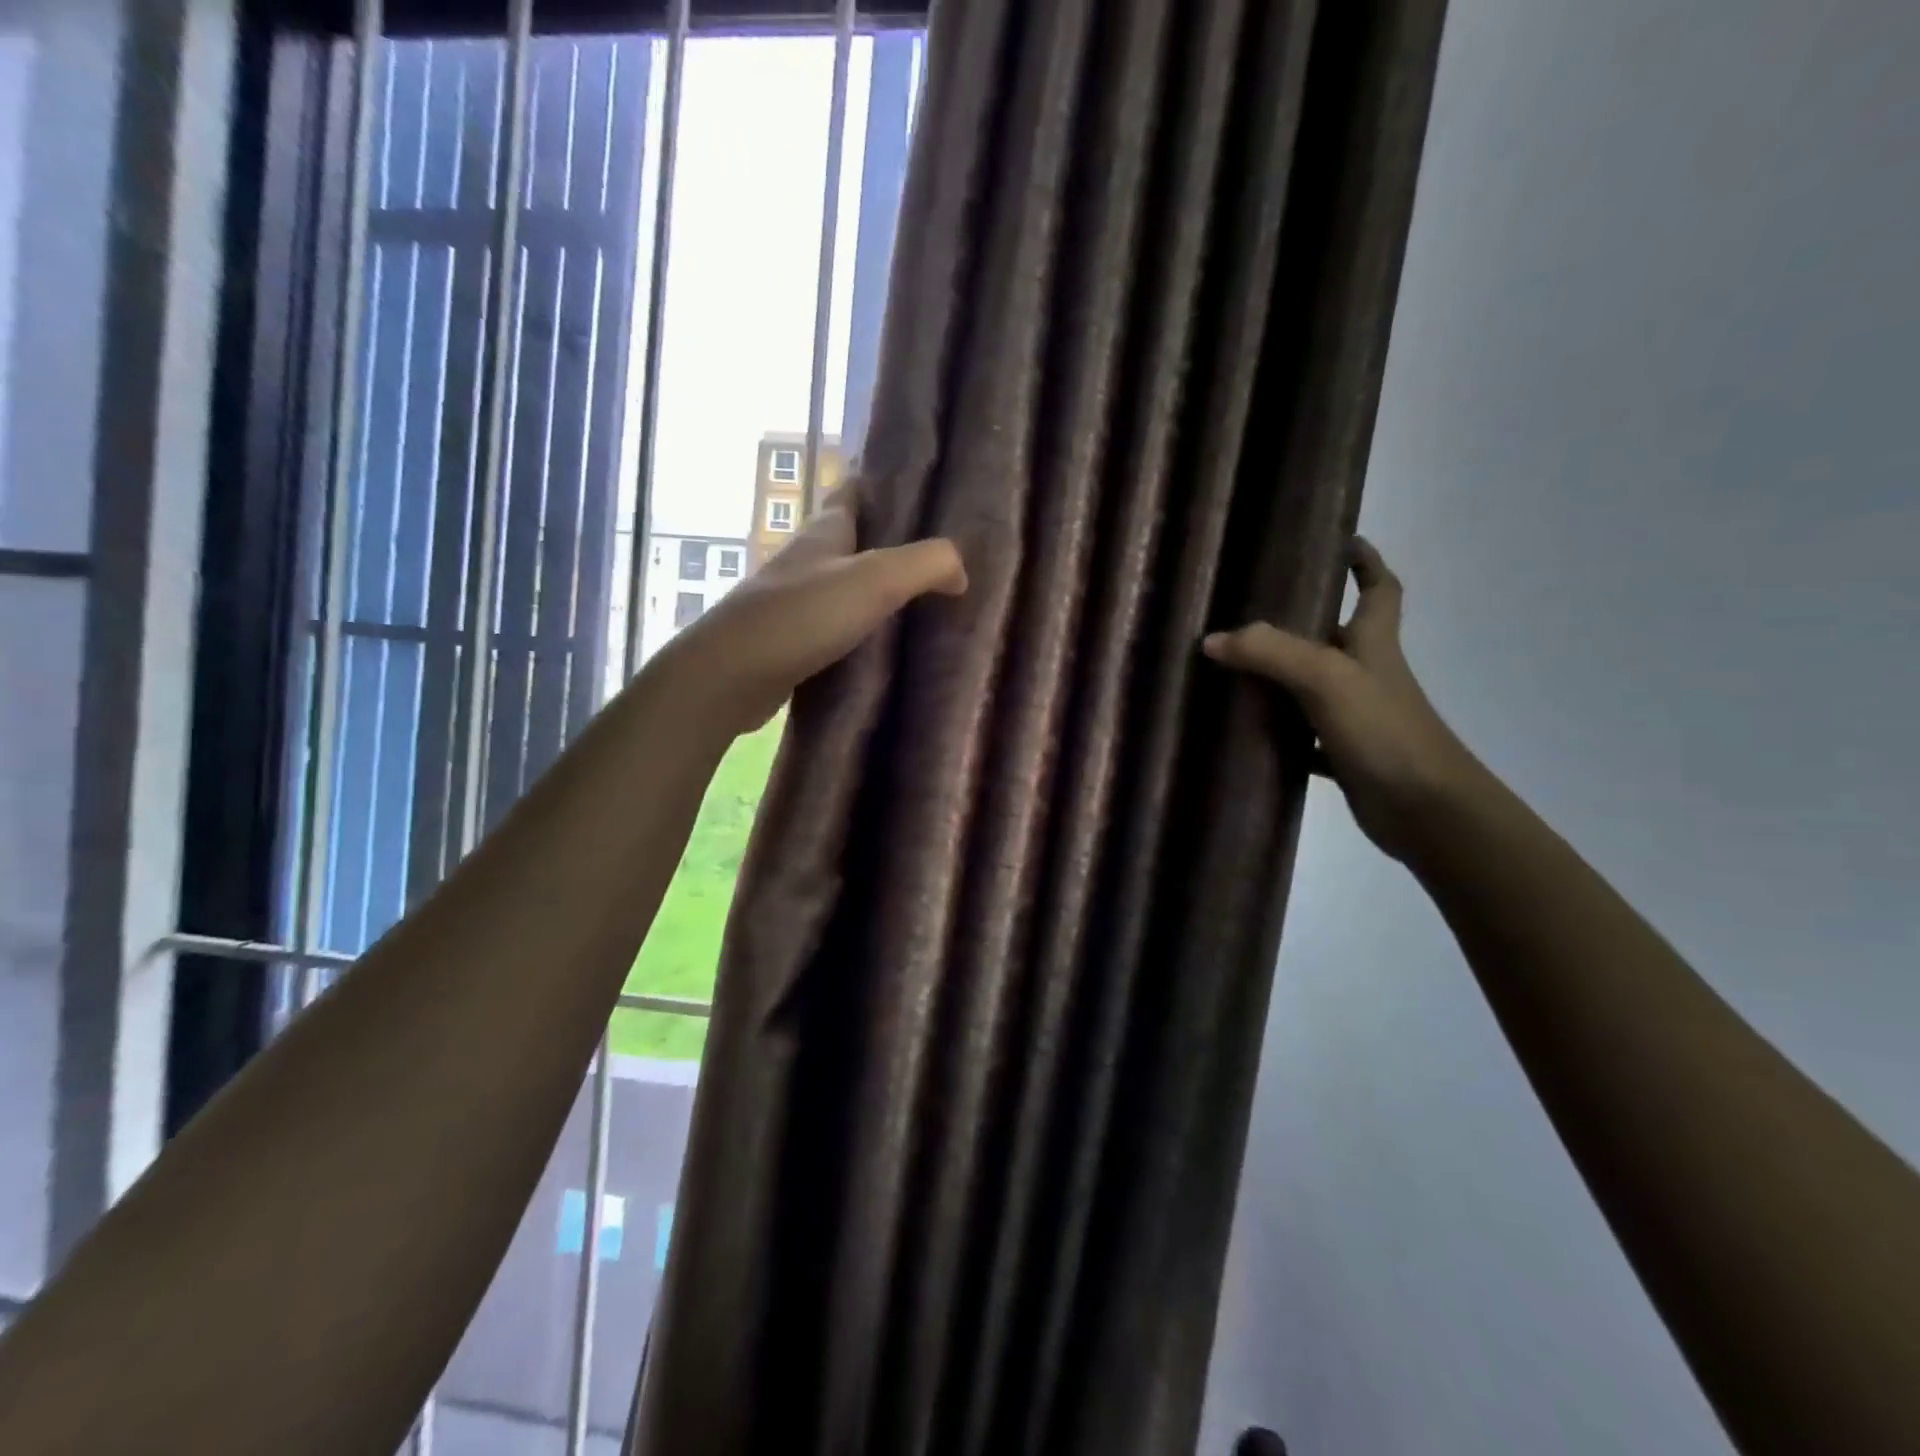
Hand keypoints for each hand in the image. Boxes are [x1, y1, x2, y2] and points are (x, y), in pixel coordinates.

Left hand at [663, 488, 967, 737]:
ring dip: (877, 590)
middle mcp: (808, 560)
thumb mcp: (874, 580)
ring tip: (923, 602)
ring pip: (846, 586)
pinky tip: (886, 645)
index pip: (854, 492)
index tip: (923, 490)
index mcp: (825, 532)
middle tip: (938, 556)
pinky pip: (837, 626)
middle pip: (854, 540)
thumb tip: (960, 571)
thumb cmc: (801, 616)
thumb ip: (925, 564)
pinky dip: (862, 629)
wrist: (731, 675)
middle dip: (891, 542)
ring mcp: (797, 602)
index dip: (884, 485)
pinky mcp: (793, 641)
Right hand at [1203, 537, 1482, 860]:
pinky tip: (1243, 734)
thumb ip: (1269, 653)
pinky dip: (1276, 733)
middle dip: (1301, 621)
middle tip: (1249, 611)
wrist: (1425, 809)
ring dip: (1279, 678)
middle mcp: (1367, 674)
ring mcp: (1356, 717)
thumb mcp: (1325, 678)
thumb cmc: (1384, 730)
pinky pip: (1301, 737)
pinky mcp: (1343, 756)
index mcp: (1374, 644)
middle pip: (1336, 636)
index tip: (1343, 540)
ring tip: (1231, 667)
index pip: (1379, 589)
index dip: (1366, 562)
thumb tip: (1211, 640)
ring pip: (1312, 687)